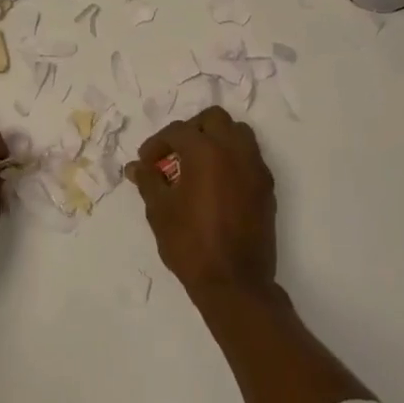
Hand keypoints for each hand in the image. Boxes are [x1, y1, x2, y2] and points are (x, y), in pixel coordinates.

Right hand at [126, 106, 277, 302]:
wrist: (235, 283)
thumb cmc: (191, 244)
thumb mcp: (160, 211)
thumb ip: (148, 181)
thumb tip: (137, 166)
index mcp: (206, 152)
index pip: (178, 131)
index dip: (157, 143)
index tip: (146, 163)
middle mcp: (235, 151)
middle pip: (214, 119)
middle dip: (191, 130)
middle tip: (174, 153)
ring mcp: (255, 168)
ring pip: (238, 133)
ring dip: (216, 139)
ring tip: (197, 164)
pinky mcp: (266, 187)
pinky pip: (250, 157)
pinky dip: (232, 158)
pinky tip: (216, 183)